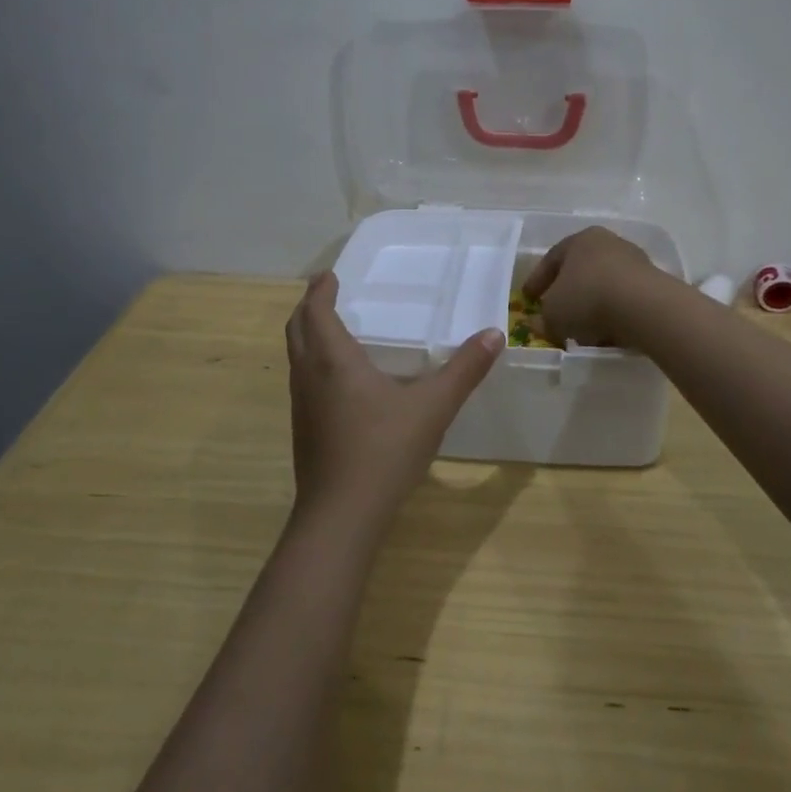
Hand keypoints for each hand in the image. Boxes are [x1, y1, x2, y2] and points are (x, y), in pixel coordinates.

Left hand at [285, 273, 503, 532]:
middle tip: (325, 292)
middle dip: (308, 307)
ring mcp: (302, 406)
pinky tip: (338, 380)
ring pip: (296, 356)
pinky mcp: (303, 431)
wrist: (341, 516)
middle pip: (297, 329)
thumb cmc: (384, 451)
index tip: (329, 275)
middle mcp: (310, 376)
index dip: (320, 290)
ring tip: (331, 328)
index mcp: (334, 360)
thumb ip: (464, 370)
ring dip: (307, 334)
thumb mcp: (433, 407)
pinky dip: (312, 361)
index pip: (316, 311)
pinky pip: (302, 380)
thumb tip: (494, 334)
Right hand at [522, 227, 663, 347]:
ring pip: (603, 286)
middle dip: (566, 294)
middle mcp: (608, 243)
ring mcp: (634, 262)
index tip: (528, 299)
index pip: (551, 259)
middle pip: (580, 270)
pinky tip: (605, 334)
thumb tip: (538, 323)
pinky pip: (623, 300)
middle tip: (555, 314)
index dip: (537, 281)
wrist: (643, 306)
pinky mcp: (652, 284)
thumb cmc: (587, 298)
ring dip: (591, 307)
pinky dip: (612, 315)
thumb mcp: (553, 314)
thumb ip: (542, 318)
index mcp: (580, 239)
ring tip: (582, 332)